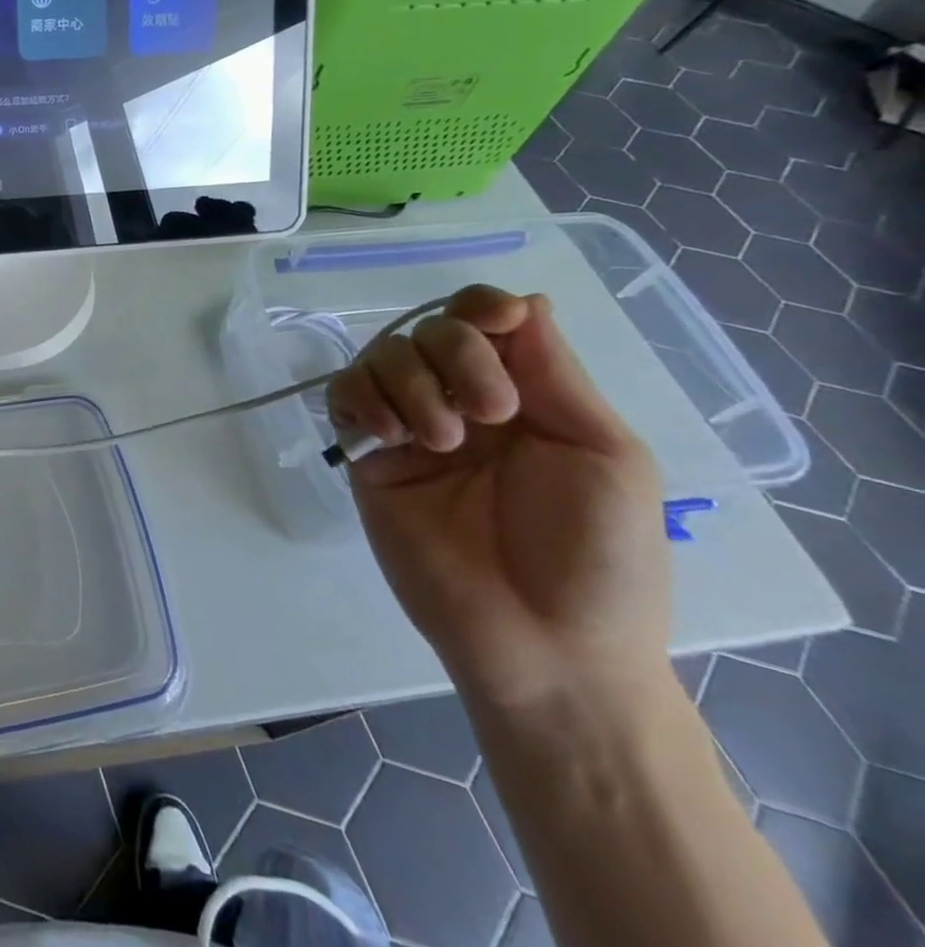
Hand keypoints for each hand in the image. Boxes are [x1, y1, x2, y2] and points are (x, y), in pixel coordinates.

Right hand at [328, 287, 669, 711]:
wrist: (542, 646)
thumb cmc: (598, 556)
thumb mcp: (605, 456)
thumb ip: (556, 375)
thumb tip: (527, 300)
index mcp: (526, 397)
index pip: (487, 320)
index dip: (482, 306)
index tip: (495, 324)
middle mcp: (462, 401)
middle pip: (432, 328)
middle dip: (456, 354)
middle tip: (490, 414)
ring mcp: (410, 428)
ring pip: (381, 354)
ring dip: (409, 383)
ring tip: (439, 443)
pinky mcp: (367, 457)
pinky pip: (343, 396)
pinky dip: (361, 399)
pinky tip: (391, 437)